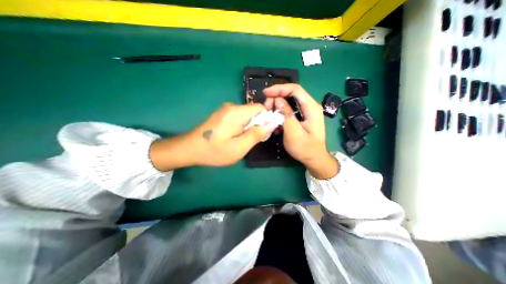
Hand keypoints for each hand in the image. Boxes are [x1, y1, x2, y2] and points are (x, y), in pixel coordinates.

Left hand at [150, 102, 275, 168]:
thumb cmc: (214, 151)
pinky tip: (234, 137)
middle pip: (253, 111)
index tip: (262, 134)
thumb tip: (272, 123)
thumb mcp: (239, 147)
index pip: (260, 108)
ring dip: (249, 127)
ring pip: (247, 115)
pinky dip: (242, 126)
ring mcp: (226, 110)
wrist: (190, 149)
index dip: (266, 120)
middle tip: (250, 141)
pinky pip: (239, 117)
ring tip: (241, 141)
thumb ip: (256, 135)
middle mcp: (231, 107)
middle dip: (257, 125)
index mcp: (236, 112)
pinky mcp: (223, 115)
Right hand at [263, 84, 337, 177]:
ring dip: (278, 104)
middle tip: (266, 105)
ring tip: (268, 111)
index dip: (279, 89)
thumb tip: (278, 100)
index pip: (295, 89)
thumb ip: (286, 115)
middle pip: (292, 94)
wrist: (314, 159)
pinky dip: (281, 111)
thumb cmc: (305, 148)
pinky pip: (290, 109)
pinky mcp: (302, 117)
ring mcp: (307, 111)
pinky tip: (275, 118)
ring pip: (290, 101)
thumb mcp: (293, 132)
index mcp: (311, 108)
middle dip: (277, 96)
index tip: (266, 93)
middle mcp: (310, 106)